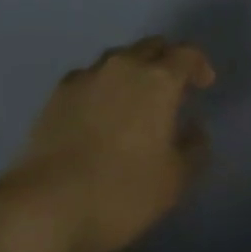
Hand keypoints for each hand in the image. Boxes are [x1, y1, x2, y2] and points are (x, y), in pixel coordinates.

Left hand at [0, 36, 215, 251]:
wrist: (46, 205)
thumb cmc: (120, 193)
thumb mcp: (173, 182)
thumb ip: (193, 149)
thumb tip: (194, 128)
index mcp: (158, 80)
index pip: (186, 54)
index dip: (199, 64)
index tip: (205, 83)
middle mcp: (124, 65)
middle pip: (152, 46)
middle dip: (166, 60)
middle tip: (172, 87)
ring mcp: (88, 75)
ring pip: (119, 58)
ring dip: (133, 70)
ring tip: (134, 98)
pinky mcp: (59, 91)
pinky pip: (90, 76)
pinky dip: (102, 85)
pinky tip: (98, 109)